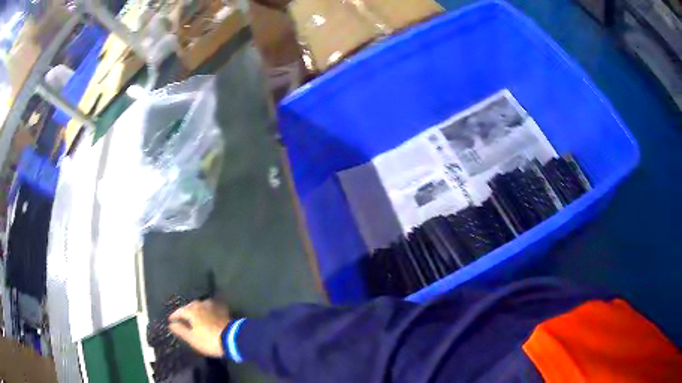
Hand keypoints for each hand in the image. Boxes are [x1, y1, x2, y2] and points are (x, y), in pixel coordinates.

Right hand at [169, 299, 230, 357]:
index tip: (170, 320)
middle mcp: (201, 305)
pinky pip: (212, 307)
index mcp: (192, 311)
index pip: (180, 311)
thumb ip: (180, 330)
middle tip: (182, 317)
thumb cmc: (209, 340)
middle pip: (190, 306)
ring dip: (196, 309)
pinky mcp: (223, 311)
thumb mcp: (192, 338)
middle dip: (185, 311)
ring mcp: (213, 307)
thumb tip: (171, 324)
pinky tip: (208, 313)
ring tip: (194, 315)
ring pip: (201, 305)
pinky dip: (207, 310)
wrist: (232, 339)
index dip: (174, 316)